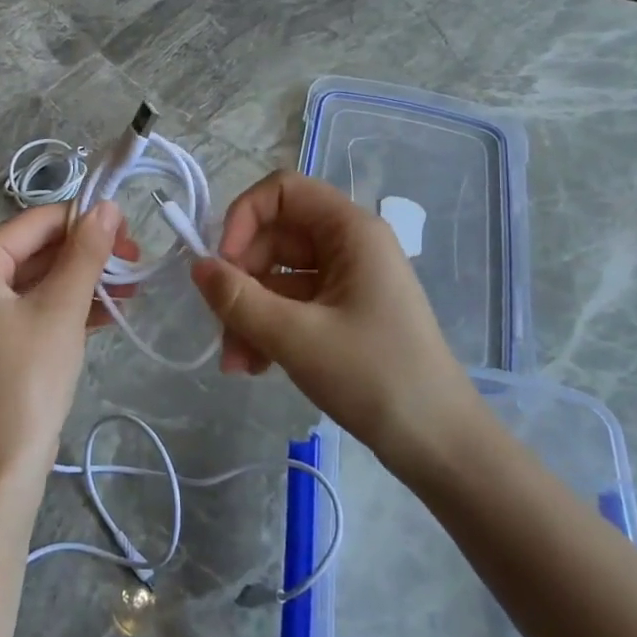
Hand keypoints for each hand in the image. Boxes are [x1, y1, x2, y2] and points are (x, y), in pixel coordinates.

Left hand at [0, 201, 131, 482]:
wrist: (1, 464)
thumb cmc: (28, 377)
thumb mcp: (62, 308)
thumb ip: (85, 252)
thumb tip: (106, 206)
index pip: (35, 223)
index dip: (84, 220)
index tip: (130, 229)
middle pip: (37, 249)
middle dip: (88, 254)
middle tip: (135, 260)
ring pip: (39, 279)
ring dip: (84, 280)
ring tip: (132, 286)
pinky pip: (35, 306)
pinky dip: (69, 305)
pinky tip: (112, 310)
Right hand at [190, 171, 480, 466]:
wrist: (440, 445)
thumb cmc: (375, 377)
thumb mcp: (297, 337)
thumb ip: (239, 299)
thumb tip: (197, 266)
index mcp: (350, 231)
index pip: (283, 190)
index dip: (244, 216)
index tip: (223, 262)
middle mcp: (349, 245)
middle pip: (274, 237)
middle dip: (241, 279)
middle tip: (221, 323)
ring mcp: (347, 280)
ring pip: (278, 275)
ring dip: (249, 312)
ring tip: (235, 362)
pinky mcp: (343, 312)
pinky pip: (292, 304)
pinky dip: (268, 327)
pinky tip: (254, 366)